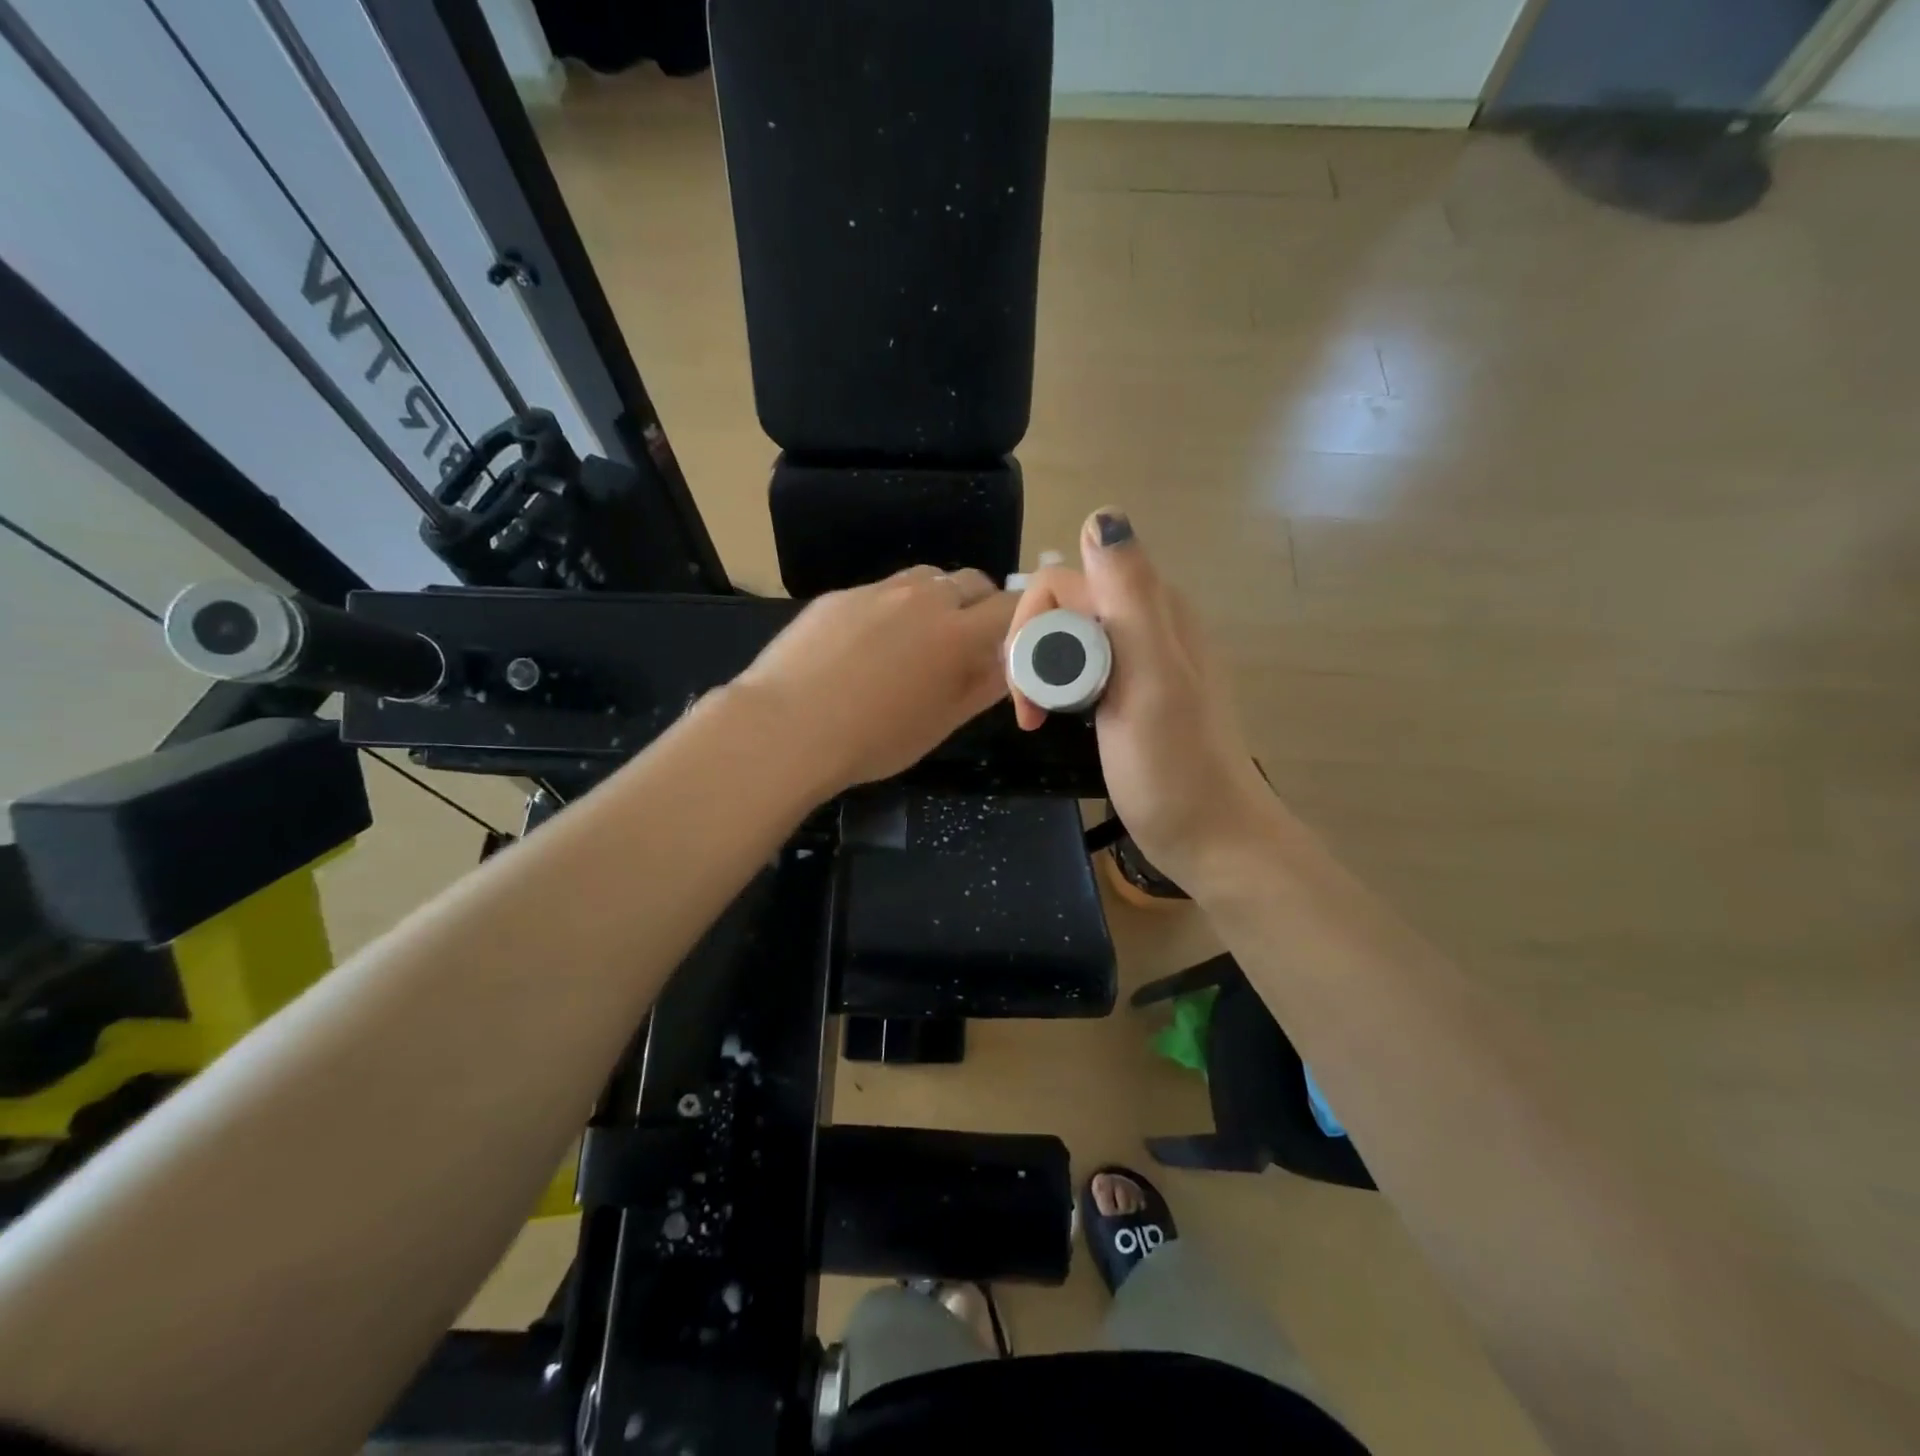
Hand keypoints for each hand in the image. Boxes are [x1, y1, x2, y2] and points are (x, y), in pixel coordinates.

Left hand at [734, 566, 1016, 797]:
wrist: (787, 726)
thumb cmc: (874, 738)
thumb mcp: (941, 722)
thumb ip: (983, 687)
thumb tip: (1009, 663)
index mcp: (957, 632)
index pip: (1011, 606)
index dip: (1020, 621)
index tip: (1012, 643)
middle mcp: (923, 597)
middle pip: (972, 581)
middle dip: (981, 605)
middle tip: (966, 643)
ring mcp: (877, 590)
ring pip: (926, 578)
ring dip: (937, 600)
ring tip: (918, 639)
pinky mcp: (840, 595)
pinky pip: (881, 591)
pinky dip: (892, 609)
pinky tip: (866, 646)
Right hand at [1006, 510, 1280, 898]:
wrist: (1210, 836)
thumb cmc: (1174, 767)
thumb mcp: (1151, 678)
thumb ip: (1129, 597)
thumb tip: (1102, 514)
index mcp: (1154, 610)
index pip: (1063, 582)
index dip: (1033, 628)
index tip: (1029, 688)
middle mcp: (1148, 621)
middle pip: (1062, 607)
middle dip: (1033, 652)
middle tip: (1032, 711)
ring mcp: (1141, 657)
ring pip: (1068, 636)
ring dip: (1042, 671)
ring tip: (1039, 718)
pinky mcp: (1132, 690)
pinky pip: (1081, 665)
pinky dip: (1059, 687)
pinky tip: (1060, 717)